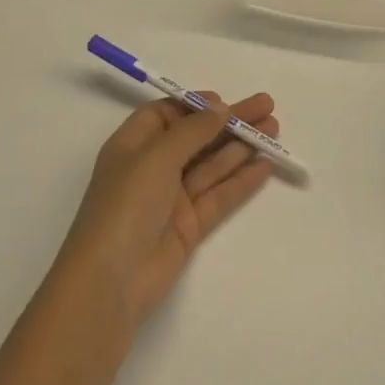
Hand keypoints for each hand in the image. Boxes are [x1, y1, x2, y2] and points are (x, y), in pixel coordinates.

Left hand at [58, 92, 279, 331]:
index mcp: (132, 146)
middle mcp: (152, 168)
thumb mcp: (156, 157)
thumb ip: (193, 130)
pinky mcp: (188, 226)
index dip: (195, 105)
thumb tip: (220, 108)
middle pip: (196, 137)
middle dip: (230, 122)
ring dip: (242, 145)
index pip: (166, 114)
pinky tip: (266, 165)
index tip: (225, 102)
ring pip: (212, 164)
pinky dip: (242, 179)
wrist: (110, 282)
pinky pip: (219, 195)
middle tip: (268, 107)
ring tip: (275, 129)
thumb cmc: (125, 206)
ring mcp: (171, 199)